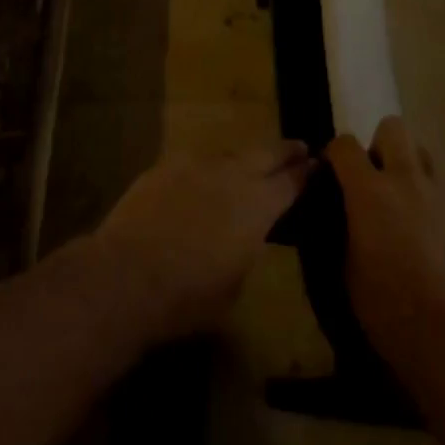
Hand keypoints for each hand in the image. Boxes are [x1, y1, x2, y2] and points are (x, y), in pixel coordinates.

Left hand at [93, 141, 311, 346]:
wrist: (127, 276)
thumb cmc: (188, 297)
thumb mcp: (235, 283)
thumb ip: (248, 246)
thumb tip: (247, 233)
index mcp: (257, 204)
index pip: (291, 182)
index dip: (306, 174)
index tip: (317, 165)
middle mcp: (232, 174)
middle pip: (267, 153)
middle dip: (285, 151)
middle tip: (299, 148)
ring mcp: (197, 164)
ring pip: (230, 154)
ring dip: (243, 160)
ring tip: (248, 167)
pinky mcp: (165, 165)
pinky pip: (195, 163)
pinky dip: (206, 170)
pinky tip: (201, 181)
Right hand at [325, 117, 444, 364]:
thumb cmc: (386, 307)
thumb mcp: (346, 268)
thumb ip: (342, 226)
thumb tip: (341, 211)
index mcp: (370, 191)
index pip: (345, 145)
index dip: (334, 153)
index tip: (331, 173)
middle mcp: (405, 179)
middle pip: (392, 127)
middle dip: (378, 145)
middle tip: (372, 179)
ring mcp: (438, 192)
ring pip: (421, 151)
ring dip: (407, 165)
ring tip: (401, 199)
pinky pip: (441, 186)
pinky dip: (428, 196)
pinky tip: (425, 228)